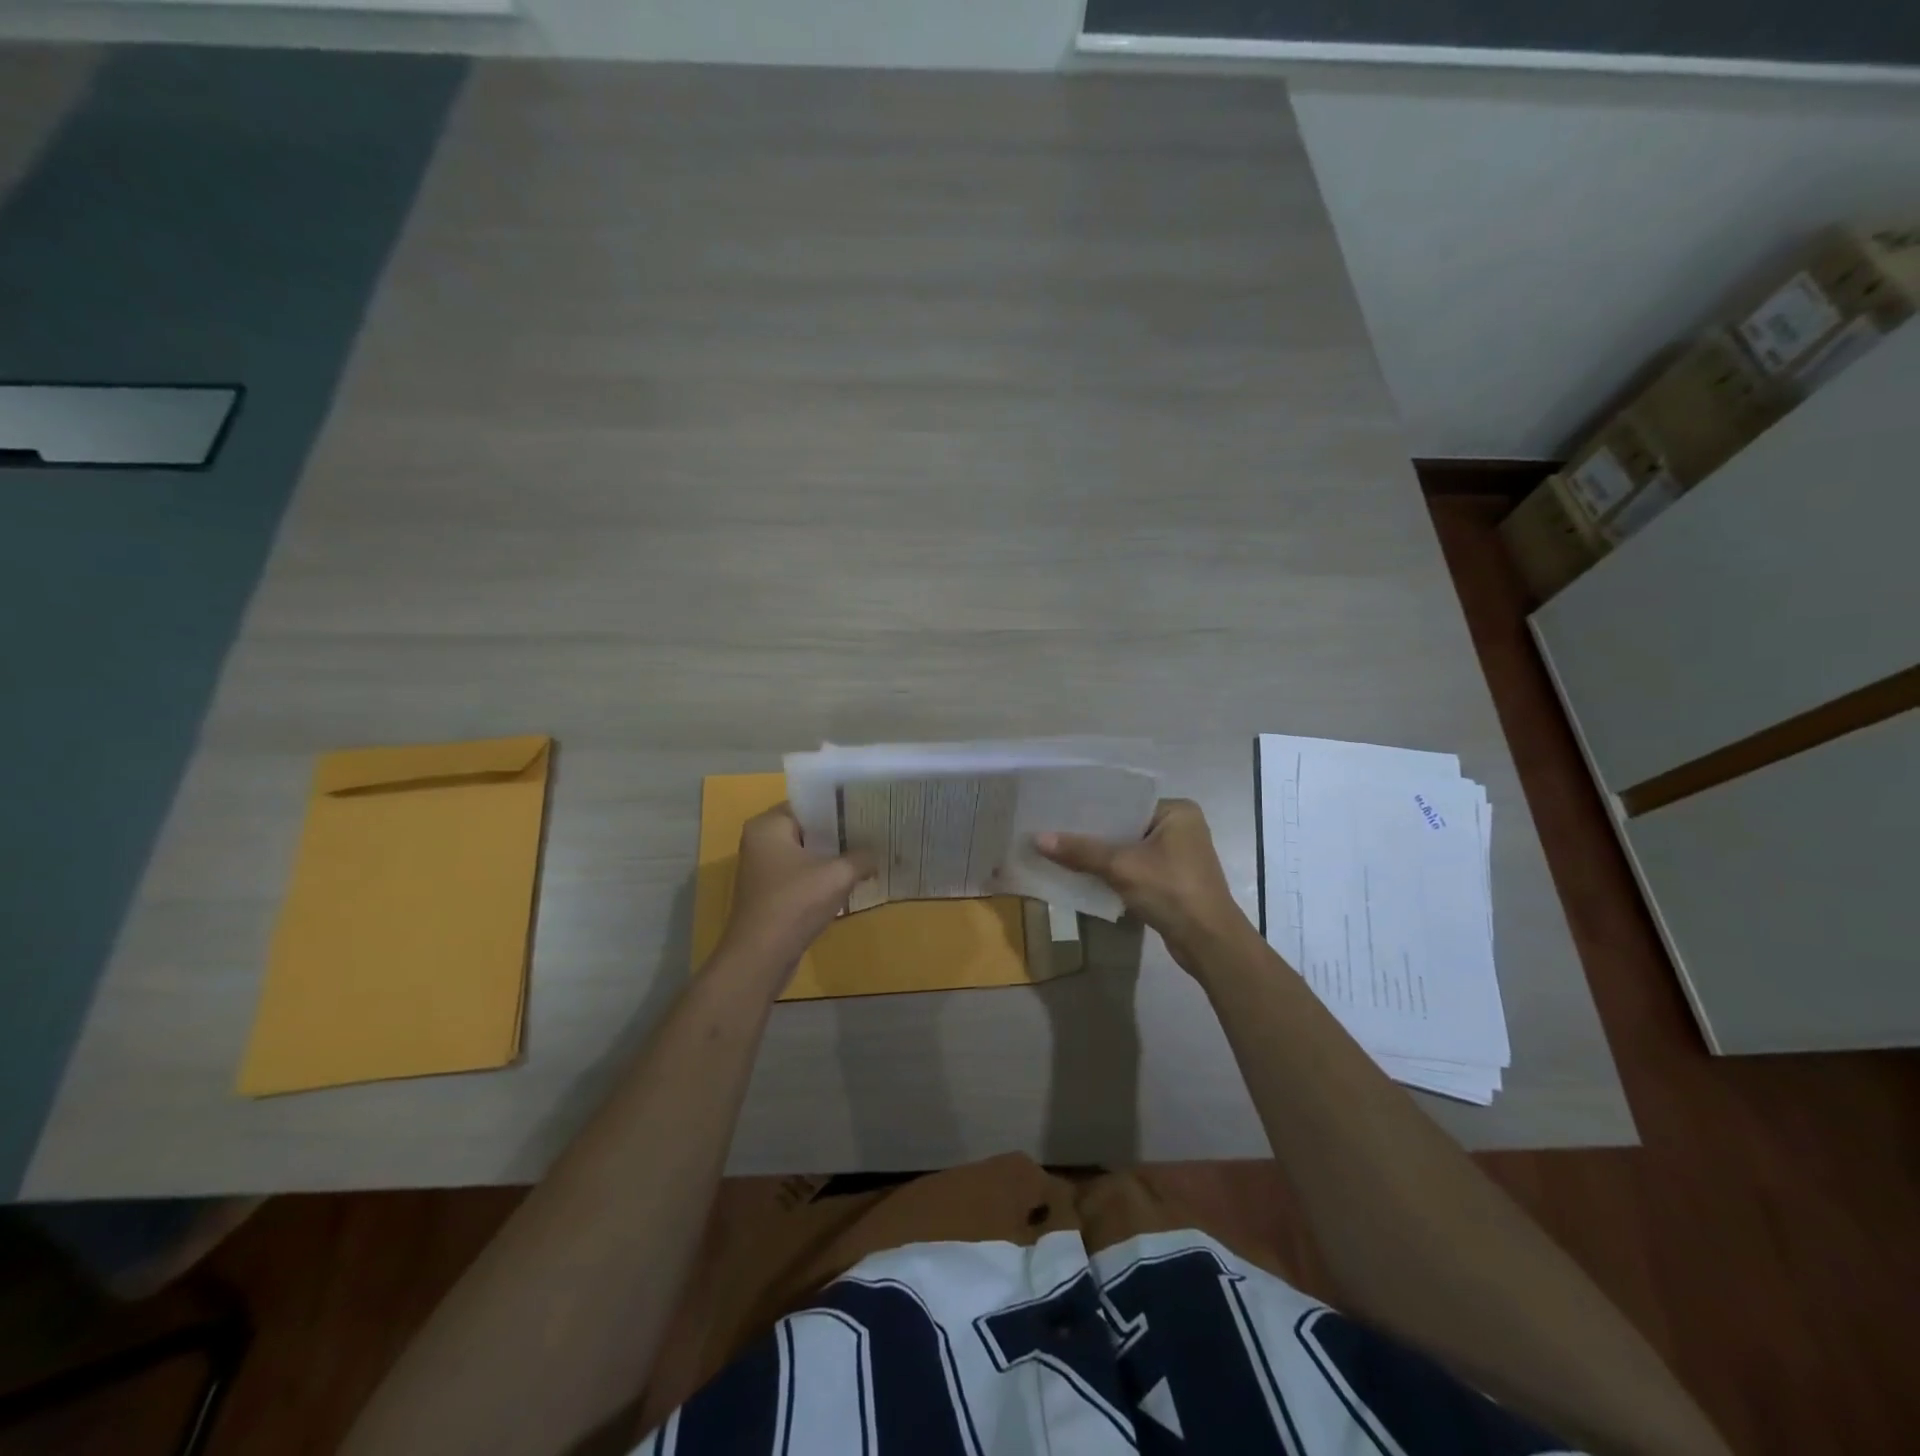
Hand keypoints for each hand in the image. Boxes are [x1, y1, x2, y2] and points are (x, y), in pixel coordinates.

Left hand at [718, 805, 873, 974]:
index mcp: (768, 825)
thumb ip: (862, 857)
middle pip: (808, 829)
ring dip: (832, 858)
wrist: (761, 956)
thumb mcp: (838, 875)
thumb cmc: (795, 903)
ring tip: (868, 854)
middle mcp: (760, 842)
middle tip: (873, 831)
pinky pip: (801, 876)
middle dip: (839, 833)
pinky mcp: (769, 894)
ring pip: (806, 854)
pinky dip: (822, 878)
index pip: (809, 804)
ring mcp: (762, 870)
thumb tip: (878, 855)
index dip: (840, 806)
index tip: (868, 807)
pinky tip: (848, 882)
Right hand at [1037, 799, 1249, 969]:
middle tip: (1054, 831)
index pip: (1126, 801)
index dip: (1092, 808)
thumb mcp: (1121, 867)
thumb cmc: (1171, 891)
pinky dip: (1114, 871)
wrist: (1208, 942)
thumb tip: (1037, 839)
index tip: (1060, 810)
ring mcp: (1179, 855)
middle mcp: (1181, 827)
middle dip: (1093, 833)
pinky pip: (1136, 867)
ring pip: (1129, 848)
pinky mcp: (1173, 880)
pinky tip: (1084, 874)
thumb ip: (1080, 851)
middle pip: (1126, 825)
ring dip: (1102, 854)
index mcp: (1177, 811)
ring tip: (1062, 851)